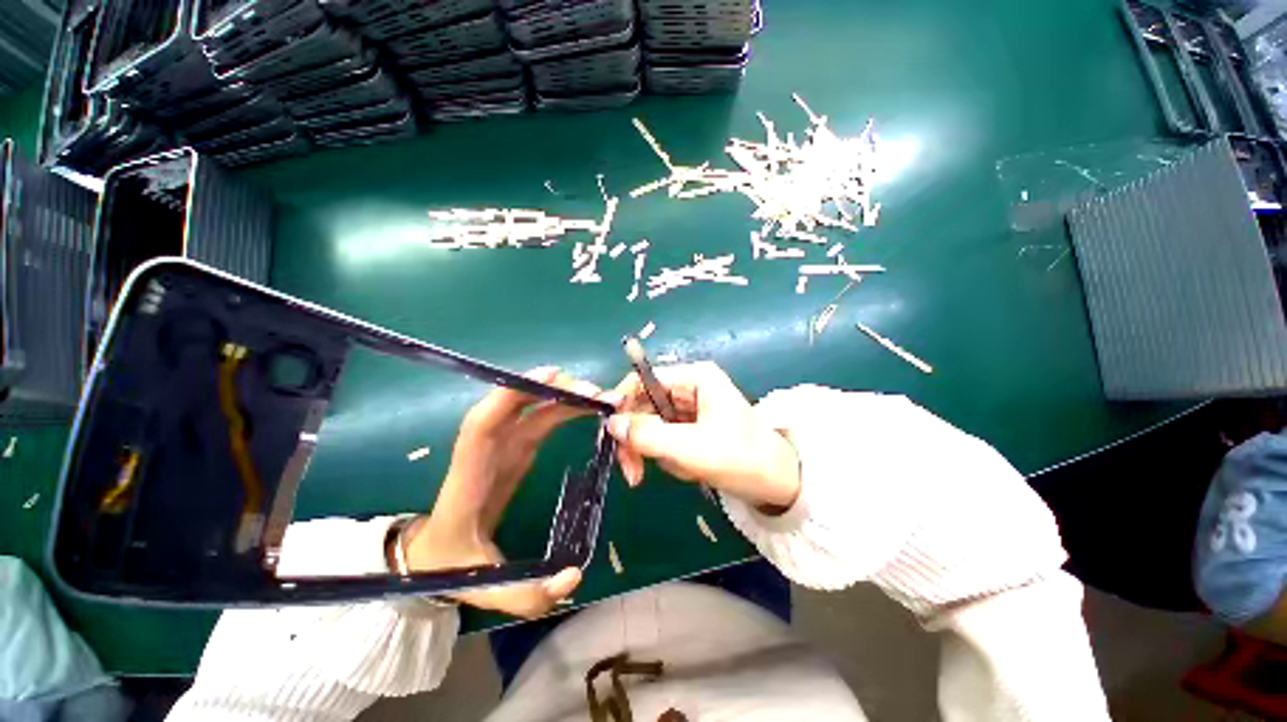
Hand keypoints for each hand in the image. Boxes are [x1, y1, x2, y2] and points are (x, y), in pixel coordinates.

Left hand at [403, 368, 602, 617]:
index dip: (510, 397)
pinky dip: (563, 407)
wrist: (432, 554)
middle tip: (596, 393)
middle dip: (555, 391)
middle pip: (515, 407)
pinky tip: (586, 404)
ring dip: (565, 396)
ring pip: (532, 408)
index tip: (547, 378)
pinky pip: (540, 418)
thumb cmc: (450, 566)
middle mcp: (485, 452)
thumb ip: (526, 596)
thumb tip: (575, 576)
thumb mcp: (484, 590)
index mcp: (469, 478)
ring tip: (601, 397)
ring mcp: (502, 447)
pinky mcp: (515, 448)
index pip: (482, 427)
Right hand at [607, 362, 801, 510]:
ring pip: (651, 426)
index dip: (622, 404)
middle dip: (638, 440)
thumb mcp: (692, 448)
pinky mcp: (690, 426)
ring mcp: (689, 407)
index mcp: (694, 377)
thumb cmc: (742, 458)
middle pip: (642, 406)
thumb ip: (648, 436)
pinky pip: (664, 439)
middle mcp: (689, 387)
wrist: (778, 483)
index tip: (611, 436)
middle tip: (633, 474)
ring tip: (683, 469)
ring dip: (657, 452)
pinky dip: (669, 457)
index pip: (642, 381)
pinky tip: (690, 469)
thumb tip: (611, 424)